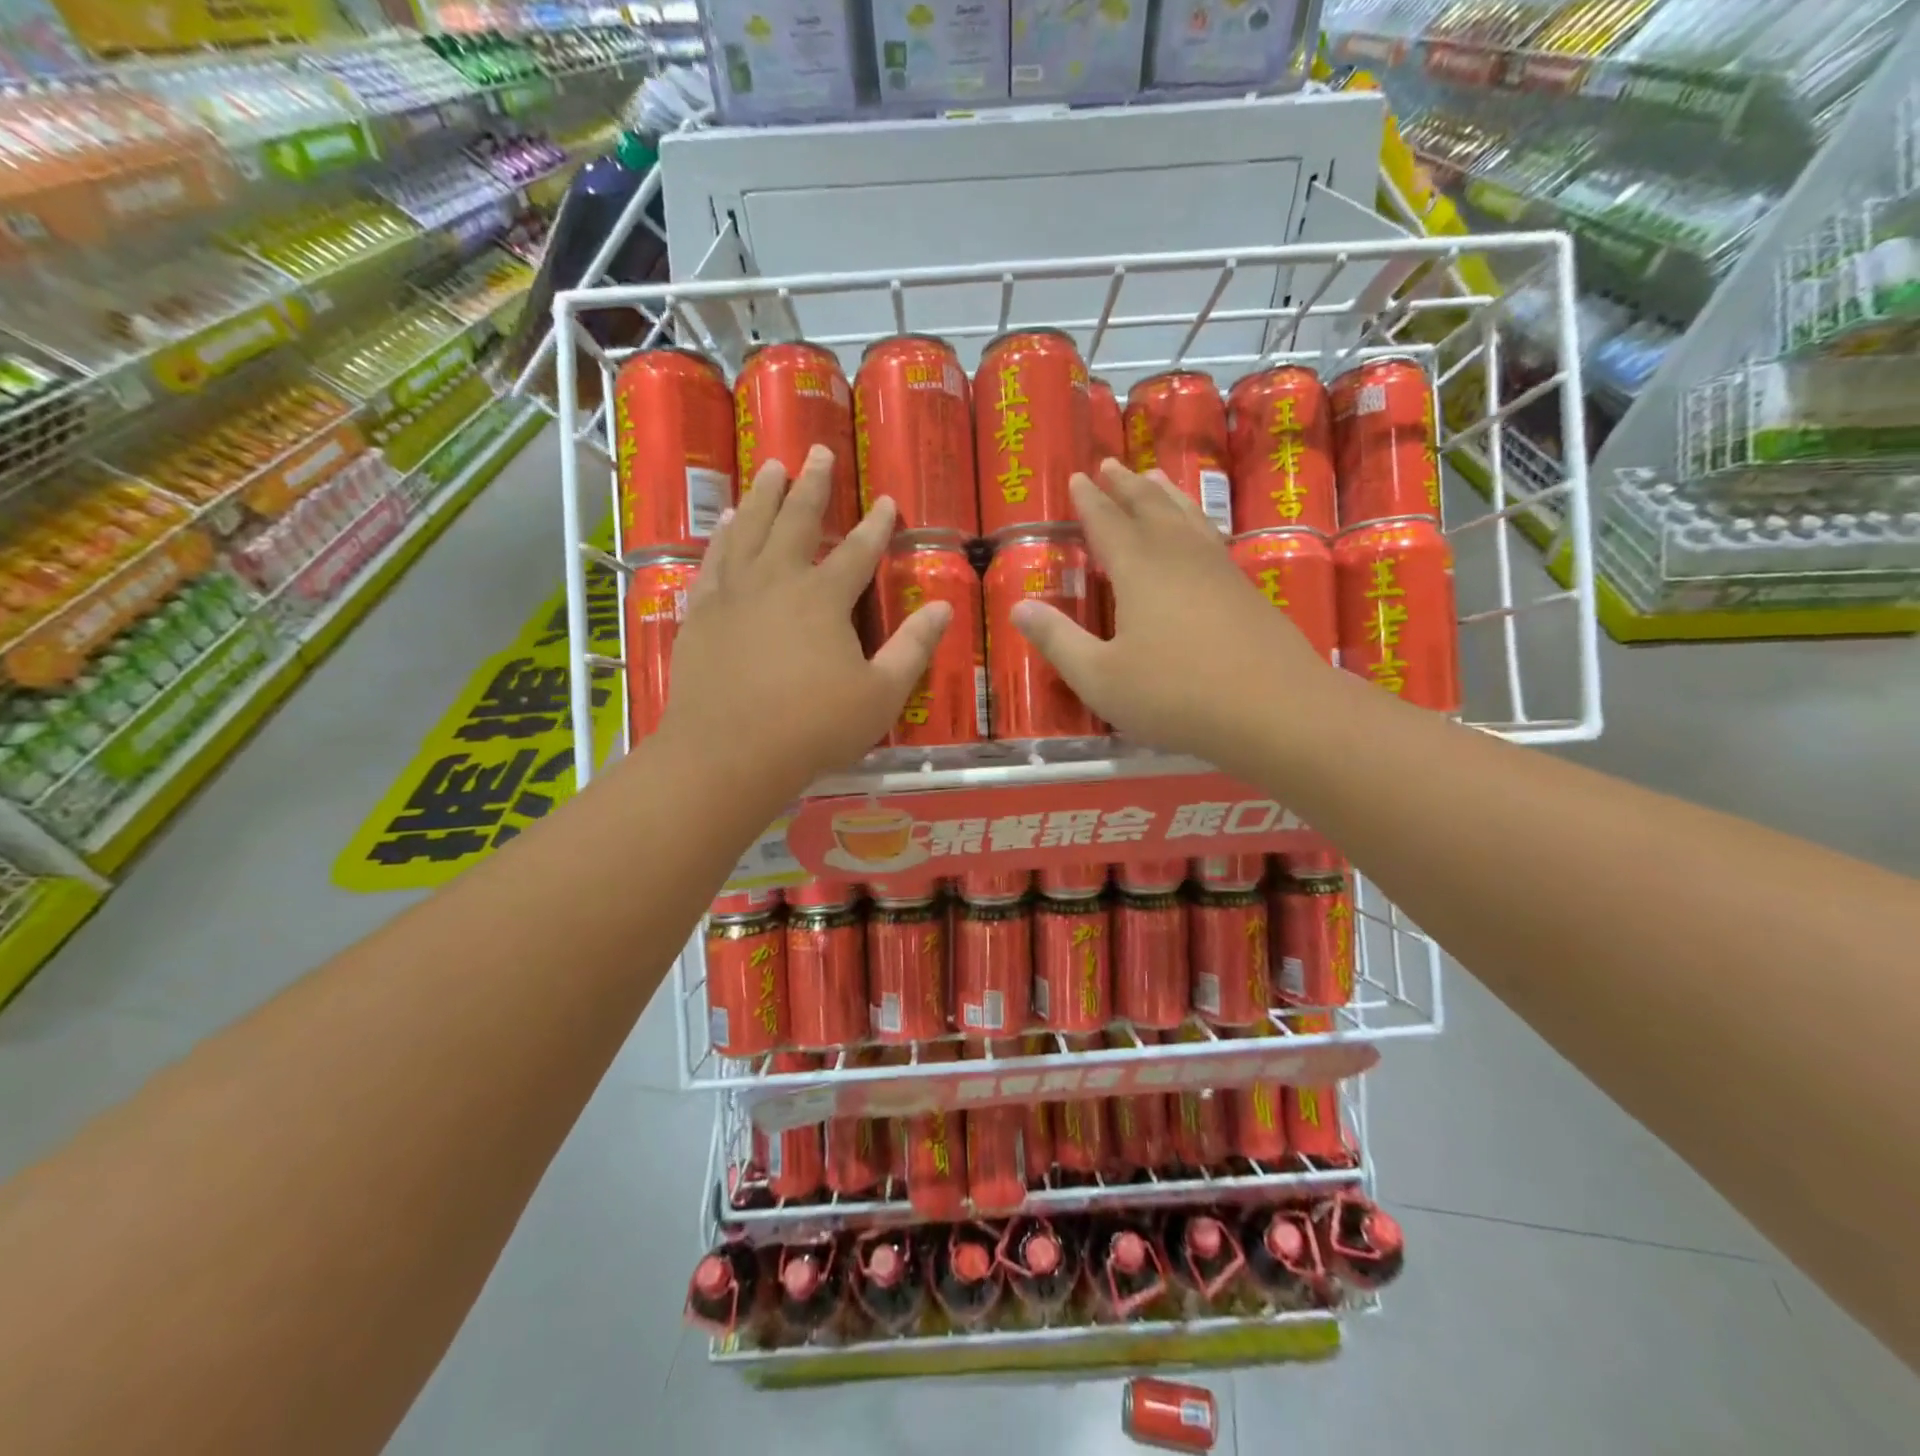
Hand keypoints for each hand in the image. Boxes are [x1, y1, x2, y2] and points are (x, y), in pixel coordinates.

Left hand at [658, 447, 951, 793]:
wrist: (728, 755)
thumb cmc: (812, 728)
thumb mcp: (880, 695)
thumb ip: (912, 648)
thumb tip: (942, 608)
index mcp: (823, 599)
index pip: (857, 551)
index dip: (876, 525)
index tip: (886, 500)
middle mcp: (776, 582)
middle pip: (796, 521)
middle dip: (812, 486)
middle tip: (817, 451)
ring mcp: (732, 595)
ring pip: (748, 530)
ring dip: (761, 496)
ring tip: (769, 468)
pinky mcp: (701, 614)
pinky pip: (712, 563)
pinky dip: (721, 539)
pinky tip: (724, 526)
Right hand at [1011, 460, 1339, 774]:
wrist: (1275, 709)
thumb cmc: (1175, 695)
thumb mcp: (1100, 678)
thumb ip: (1058, 641)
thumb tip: (1018, 608)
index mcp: (1139, 570)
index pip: (1108, 522)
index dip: (1089, 500)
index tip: (1077, 478)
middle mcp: (1179, 556)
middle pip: (1150, 508)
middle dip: (1126, 486)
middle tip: (1112, 464)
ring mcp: (1219, 570)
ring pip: (1186, 517)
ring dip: (1165, 495)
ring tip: (1154, 477)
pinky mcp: (1246, 589)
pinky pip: (1210, 537)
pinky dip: (1195, 521)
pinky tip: (1199, 532)